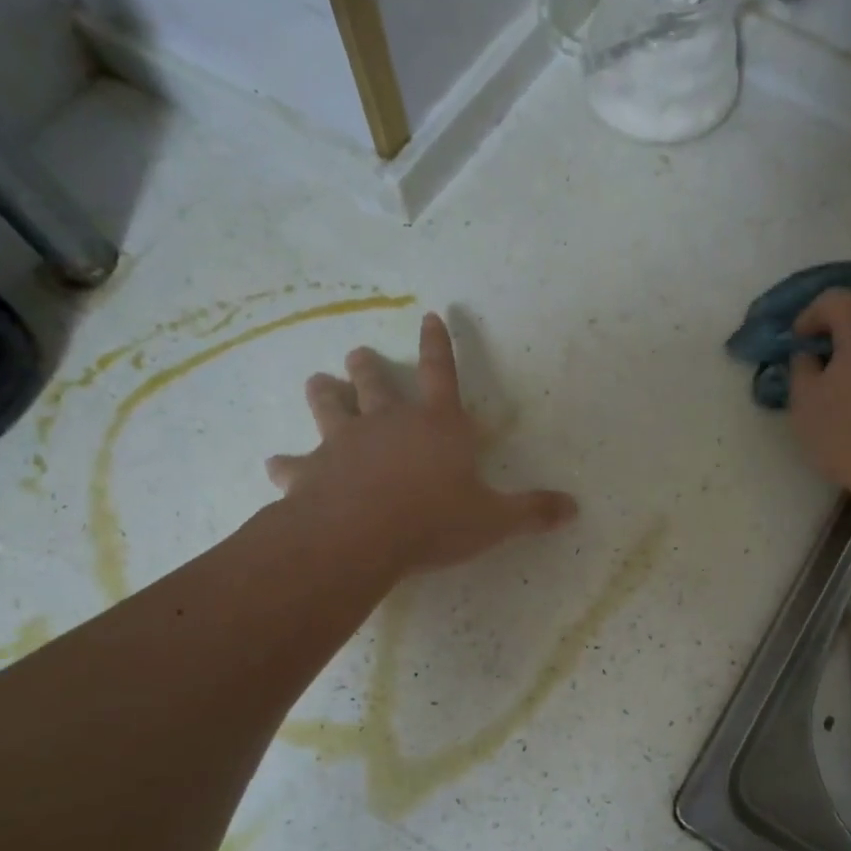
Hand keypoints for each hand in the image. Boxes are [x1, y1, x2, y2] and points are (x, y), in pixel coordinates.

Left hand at [265, 312, 576, 577]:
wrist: (361, 536)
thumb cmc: (434, 520)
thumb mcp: (494, 520)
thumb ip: (532, 511)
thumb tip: (573, 508)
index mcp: (438, 425)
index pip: (443, 373)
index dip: (440, 343)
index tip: (429, 315)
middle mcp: (388, 423)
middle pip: (375, 383)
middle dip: (367, 367)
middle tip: (356, 353)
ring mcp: (344, 443)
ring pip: (329, 407)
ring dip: (324, 394)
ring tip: (318, 383)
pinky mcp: (311, 471)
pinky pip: (294, 464)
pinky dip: (286, 464)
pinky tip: (276, 465)